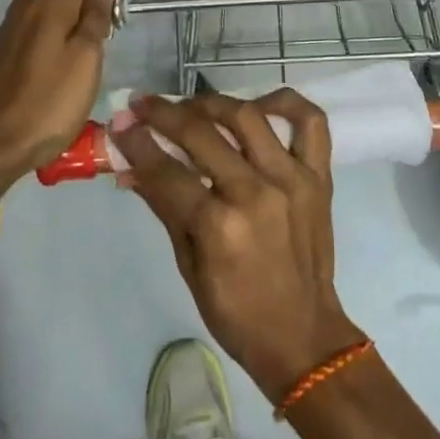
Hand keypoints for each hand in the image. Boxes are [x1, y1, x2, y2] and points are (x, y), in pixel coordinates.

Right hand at [119, 90, 364, 401]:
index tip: (120, 122)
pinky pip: (310, 122)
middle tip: (143, 105)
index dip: (137, 143)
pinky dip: (285, 103)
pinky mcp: (320, 176)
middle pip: (202, 135)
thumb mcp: (188, 266)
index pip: (167, 171)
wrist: (303, 335)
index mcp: (219, 227)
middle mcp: (255, 193)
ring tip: (191, 106)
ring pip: (248, 117)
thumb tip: (131, 166)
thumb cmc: (236, 312)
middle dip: (164, 115)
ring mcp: (292, 179)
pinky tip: (260, 104)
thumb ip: (164, 207)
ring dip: (212, 103)